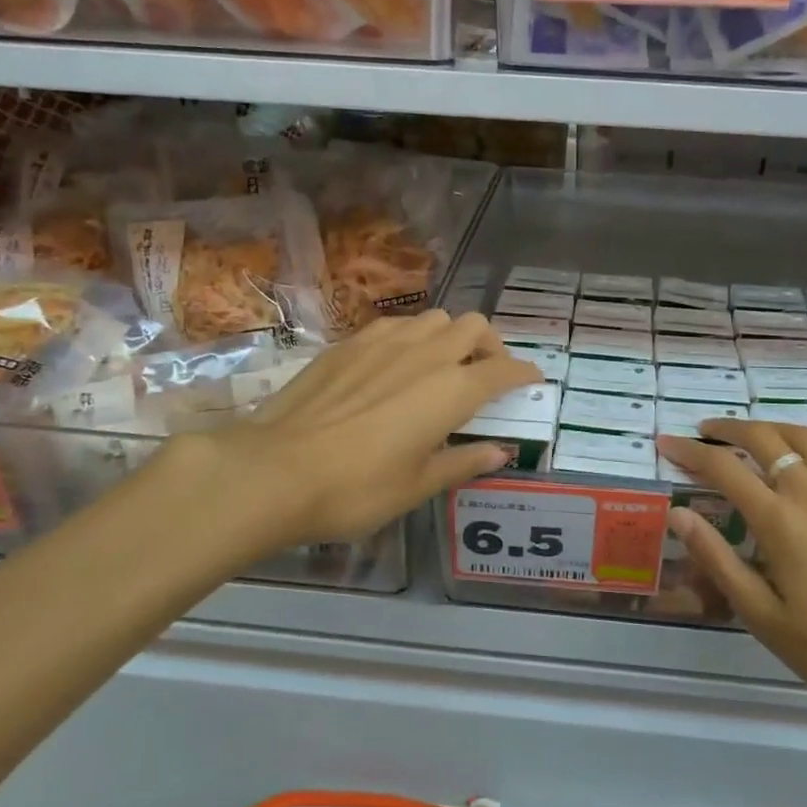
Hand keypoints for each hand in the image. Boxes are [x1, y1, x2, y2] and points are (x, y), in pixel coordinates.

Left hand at [161, 311, 539, 564]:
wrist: (275, 470)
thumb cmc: (357, 488)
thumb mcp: (418, 485)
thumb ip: (463, 462)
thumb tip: (499, 452)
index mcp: (451, 390)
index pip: (503, 369)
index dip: (523, 373)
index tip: (532, 380)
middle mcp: (425, 354)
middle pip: (473, 326)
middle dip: (490, 345)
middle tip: (486, 373)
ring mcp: (384, 342)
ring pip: (434, 318)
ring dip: (450, 336)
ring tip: (442, 365)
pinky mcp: (348, 343)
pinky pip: (395, 326)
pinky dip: (411, 338)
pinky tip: (396, 365)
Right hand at [658, 421, 806, 733]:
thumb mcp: (764, 617)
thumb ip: (718, 559)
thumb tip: (679, 514)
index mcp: (781, 521)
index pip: (723, 468)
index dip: (690, 451)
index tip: (667, 443)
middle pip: (763, 437)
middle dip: (727, 429)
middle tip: (706, 432)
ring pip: (806, 436)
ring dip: (771, 428)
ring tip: (753, 436)